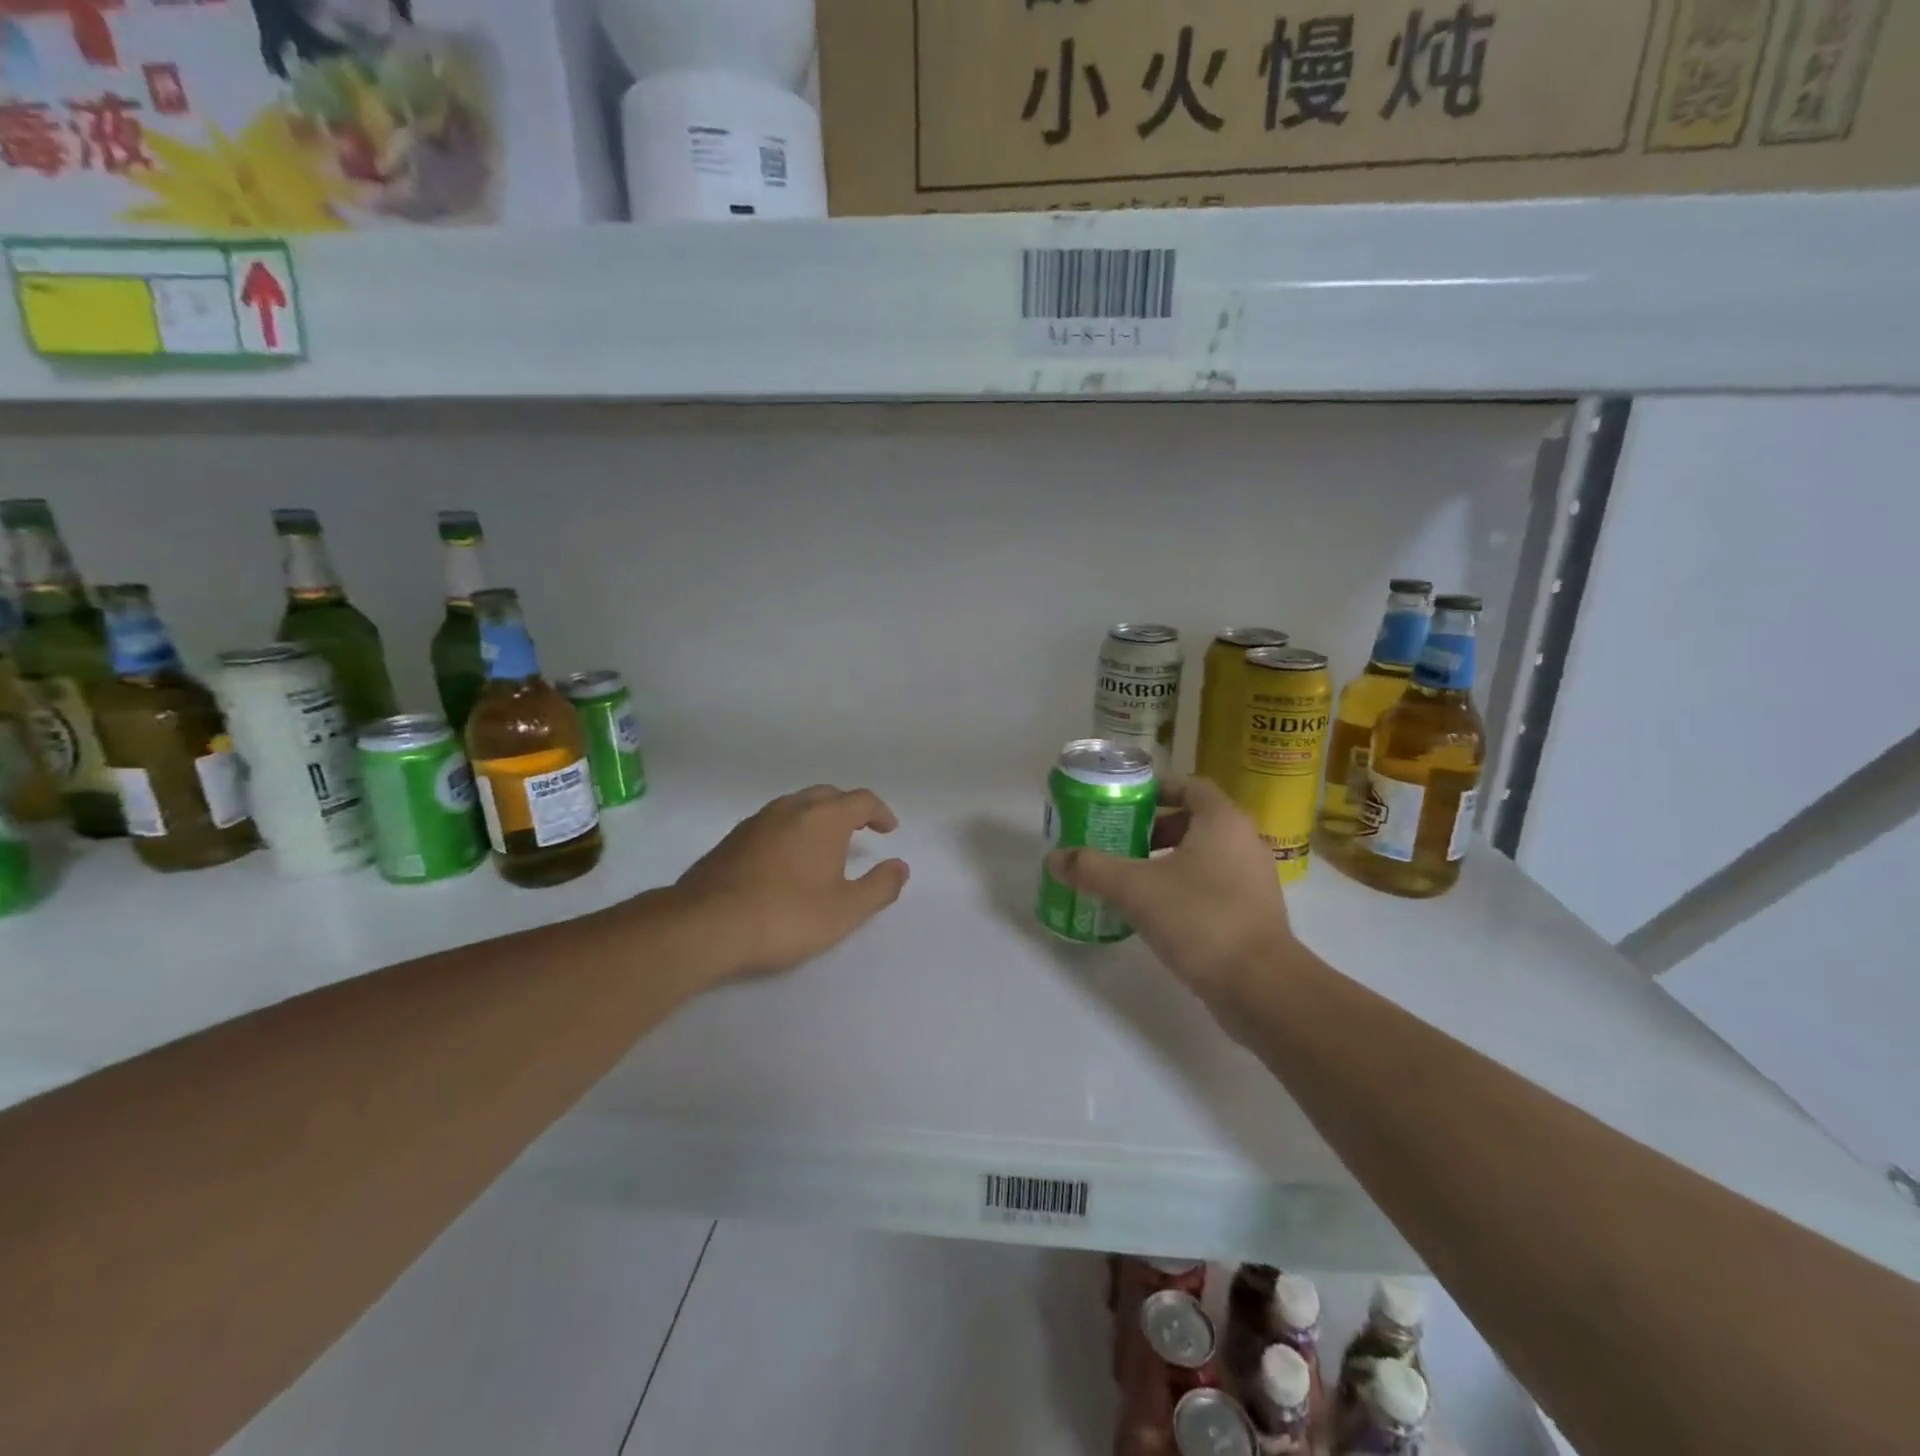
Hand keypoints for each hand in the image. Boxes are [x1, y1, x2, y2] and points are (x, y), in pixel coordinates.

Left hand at [675, 785, 909, 979]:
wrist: (707, 925)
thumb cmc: (787, 916)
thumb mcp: (845, 910)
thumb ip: (879, 887)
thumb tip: (900, 867)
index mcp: (823, 818)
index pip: (861, 800)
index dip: (880, 812)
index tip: (889, 829)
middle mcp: (791, 808)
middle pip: (828, 795)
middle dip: (848, 808)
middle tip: (861, 829)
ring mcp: (757, 821)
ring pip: (796, 805)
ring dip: (817, 817)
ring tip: (825, 843)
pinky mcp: (732, 839)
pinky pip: (773, 822)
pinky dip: (791, 829)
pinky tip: (787, 858)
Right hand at [1045, 776, 1294, 1011]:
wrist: (1260, 988)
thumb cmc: (1199, 919)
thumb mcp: (1134, 889)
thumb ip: (1092, 869)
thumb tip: (1054, 858)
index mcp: (1222, 821)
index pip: (1188, 785)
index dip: (1154, 789)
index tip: (1122, 802)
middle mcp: (1243, 842)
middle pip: (1193, 820)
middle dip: (1153, 829)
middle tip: (1118, 841)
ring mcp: (1253, 879)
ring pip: (1202, 855)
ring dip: (1165, 860)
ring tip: (1128, 877)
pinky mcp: (1252, 913)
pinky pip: (1212, 885)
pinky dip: (1182, 887)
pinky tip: (1153, 911)